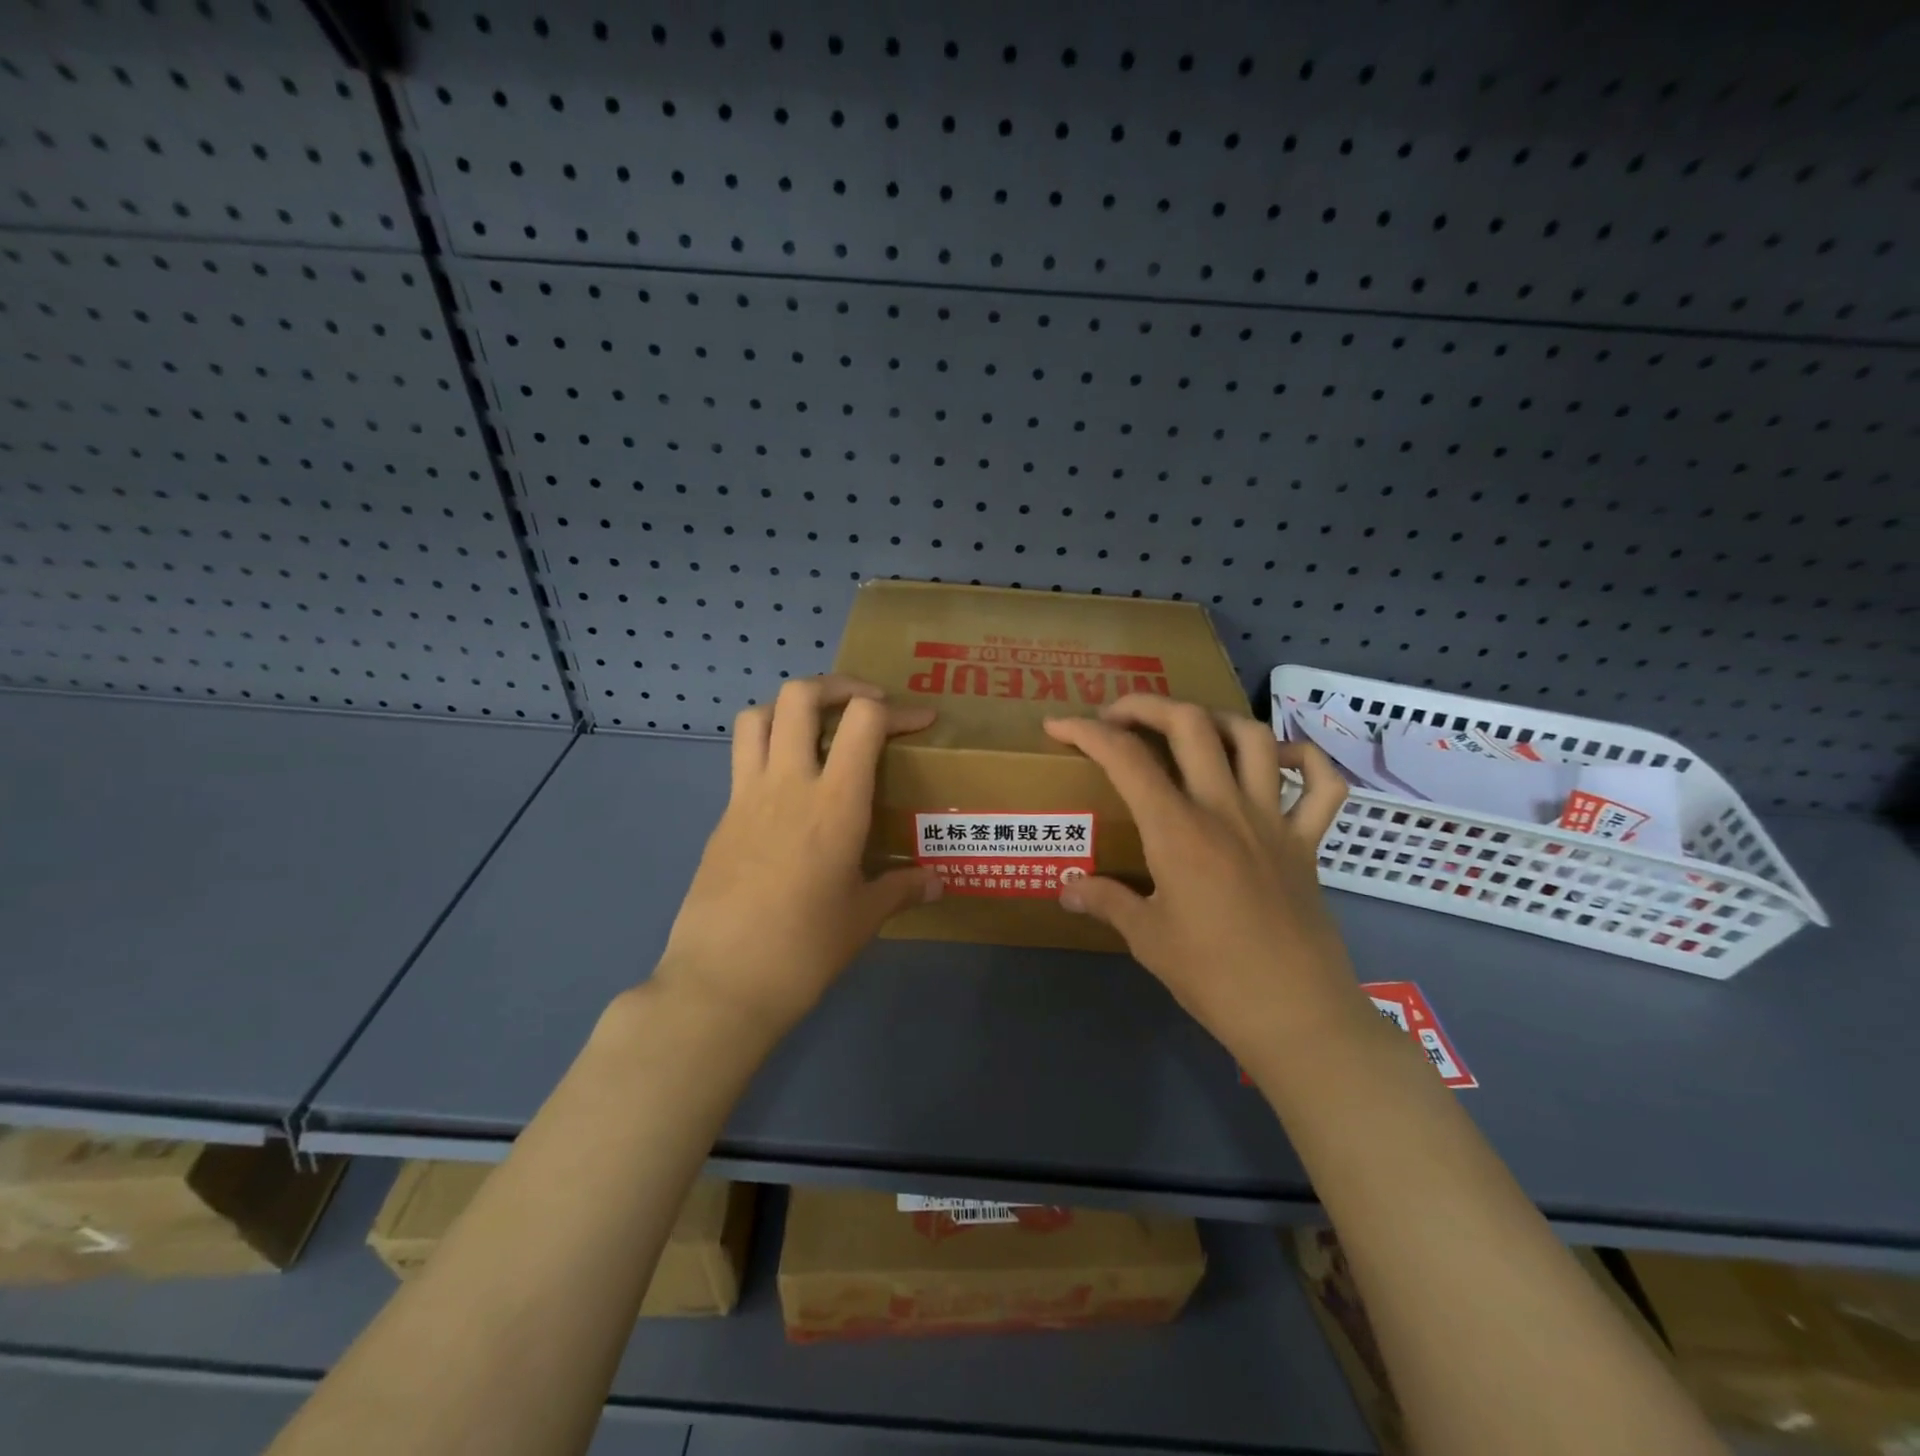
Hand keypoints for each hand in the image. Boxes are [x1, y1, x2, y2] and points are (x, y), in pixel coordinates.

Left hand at [651, 676, 940, 1041]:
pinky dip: (768, 751)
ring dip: (790, 709)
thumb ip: (903, 888)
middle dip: (837, 686)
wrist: (720, 984)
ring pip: (757, 716)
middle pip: (799, 695)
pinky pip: (743, 761)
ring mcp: (746, 797)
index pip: (863, 719)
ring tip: (817, 732)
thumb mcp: (864, 918)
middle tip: (864, 706)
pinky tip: (790, 792)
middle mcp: (788, 783)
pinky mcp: (721, 818)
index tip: (919, 722)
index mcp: (834, 802)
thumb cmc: (804, 949)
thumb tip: (937, 883)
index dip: (897, 709)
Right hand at [1043, 697, 1360, 1060]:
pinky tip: (1279, 760)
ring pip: (1253, 738)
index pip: (1125, 758)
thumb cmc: (1213, 977)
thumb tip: (1066, 889)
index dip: (1086, 732)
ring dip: (1215, 719)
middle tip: (1117, 717)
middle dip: (1145, 705)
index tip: (1058, 727)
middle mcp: (1225, 809)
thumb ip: (1105, 901)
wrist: (1297, 1015)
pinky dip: (1305, 758)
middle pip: (1189, 724)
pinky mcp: (1308, 841)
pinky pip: (1322, 785)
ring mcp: (1273, 820)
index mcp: (1178, 831)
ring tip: (1189, 730)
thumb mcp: (1147, 939)